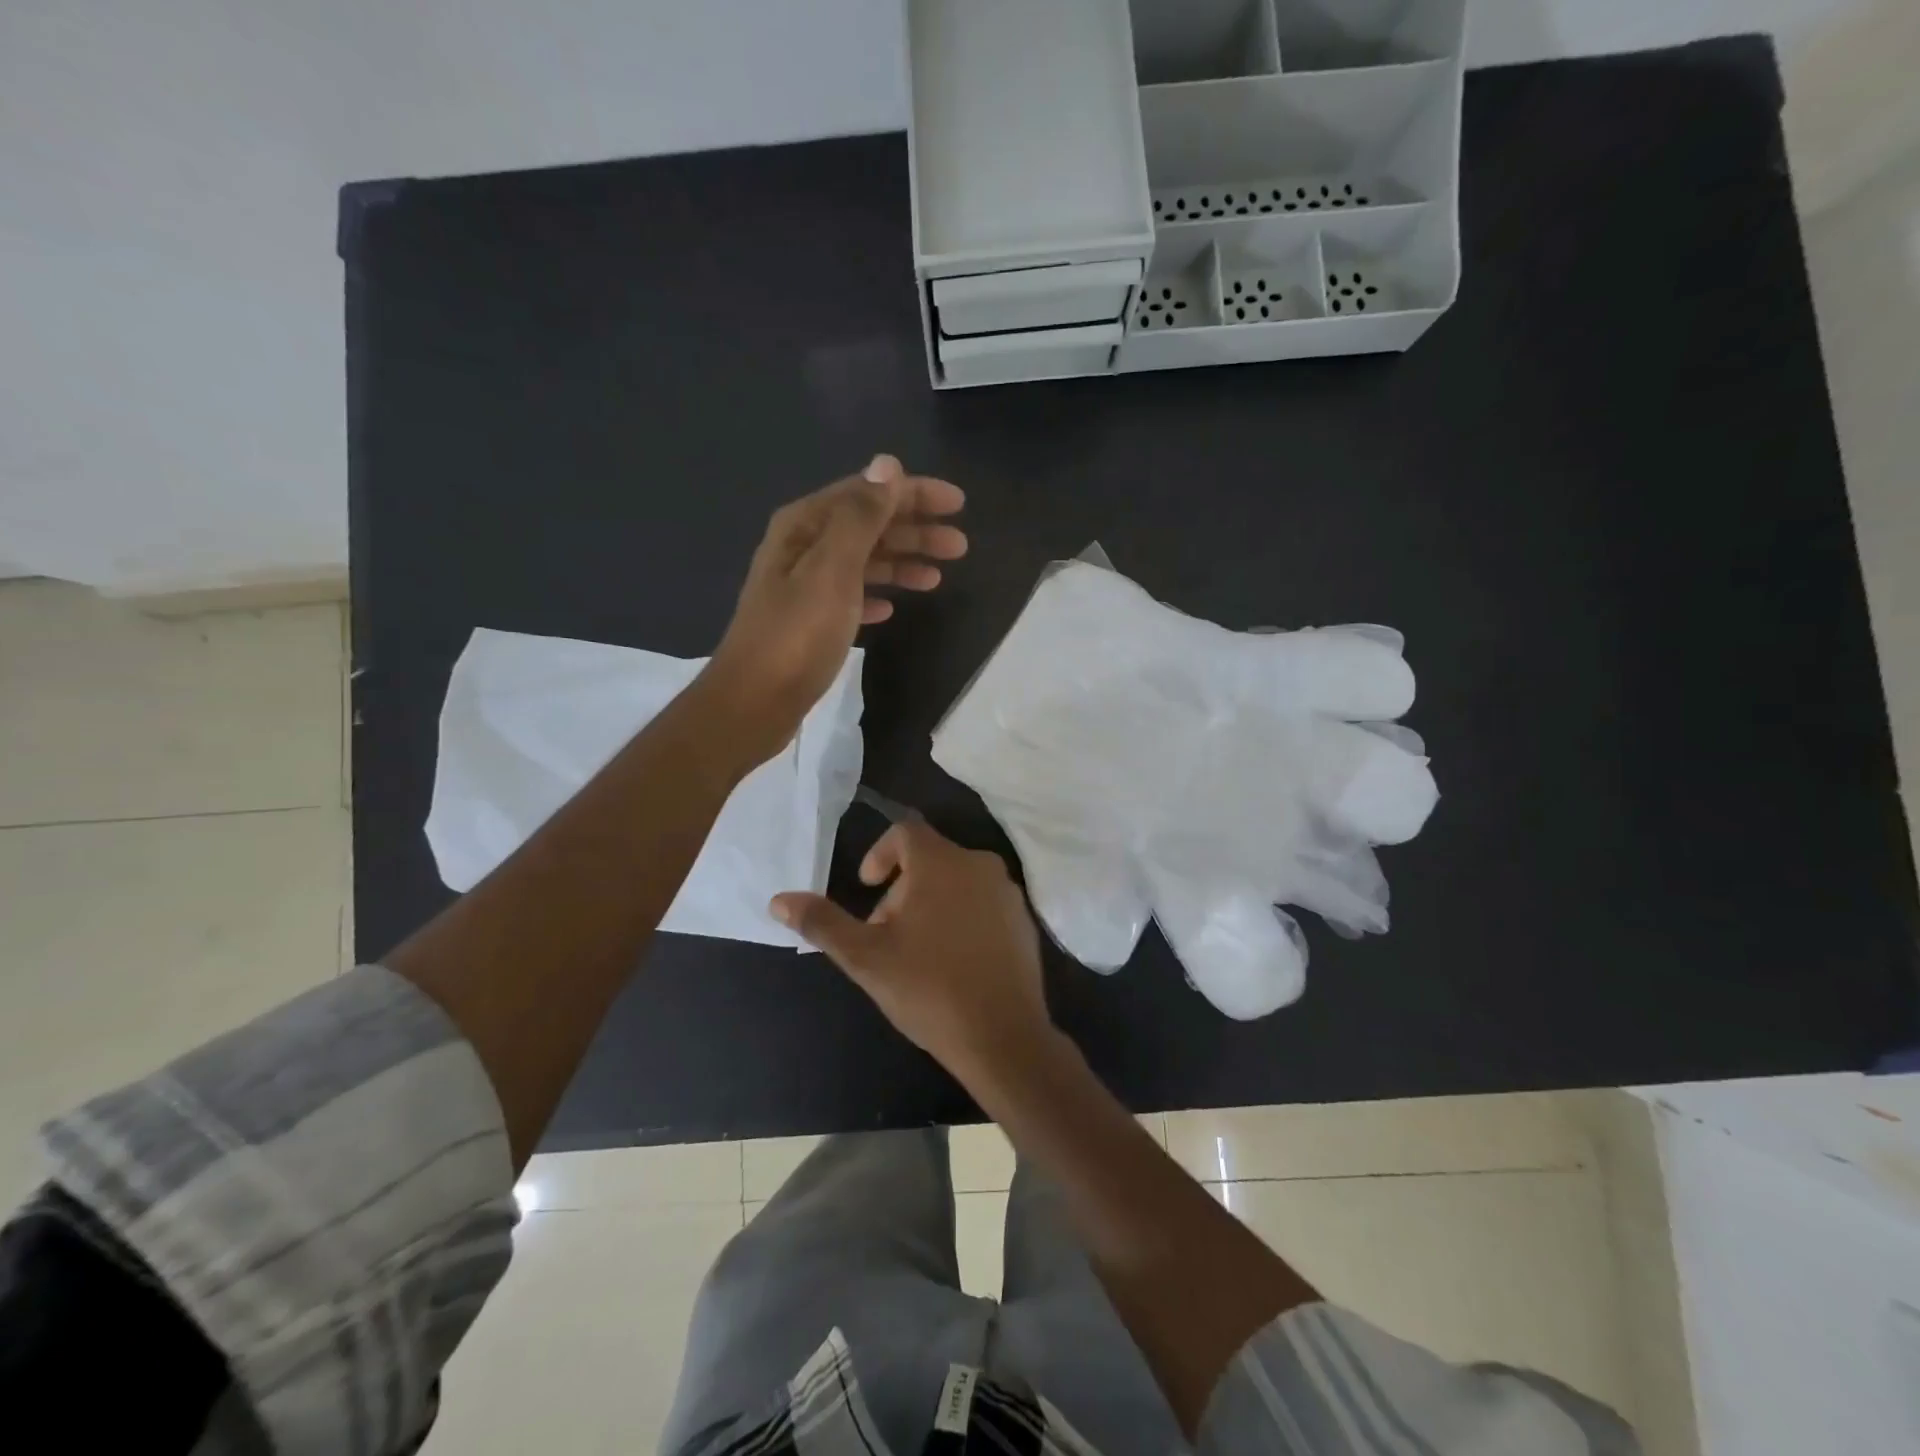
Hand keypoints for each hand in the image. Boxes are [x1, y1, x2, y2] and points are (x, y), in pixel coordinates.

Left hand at [703, 455, 964, 763]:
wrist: (755, 701)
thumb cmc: (798, 634)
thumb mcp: (833, 570)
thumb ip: (861, 517)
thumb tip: (888, 465)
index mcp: (805, 526)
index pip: (868, 493)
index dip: (914, 494)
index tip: (958, 503)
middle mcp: (802, 548)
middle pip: (868, 526)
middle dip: (914, 531)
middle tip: (959, 546)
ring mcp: (804, 586)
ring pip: (862, 562)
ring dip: (901, 564)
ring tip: (937, 579)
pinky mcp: (809, 622)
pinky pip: (851, 596)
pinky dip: (875, 595)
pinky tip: (893, 608)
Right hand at [771, 821, 1049, 1073]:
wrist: (1003, 1037)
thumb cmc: (929, 989)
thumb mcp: (866, 957)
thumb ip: (823, 922)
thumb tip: (778, 899)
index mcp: (942, 862)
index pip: (905, 832)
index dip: (879, 854)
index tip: (867, 888)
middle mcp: (980, 865)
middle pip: (930, 859)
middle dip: (900, 888)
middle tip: (885, 933)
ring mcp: (1008, 893)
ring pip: (957, 881)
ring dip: (930, 903)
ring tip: (916, 951)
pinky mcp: (1025, 920)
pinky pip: (983, 903)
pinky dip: (961, 917)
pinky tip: (953, 961)